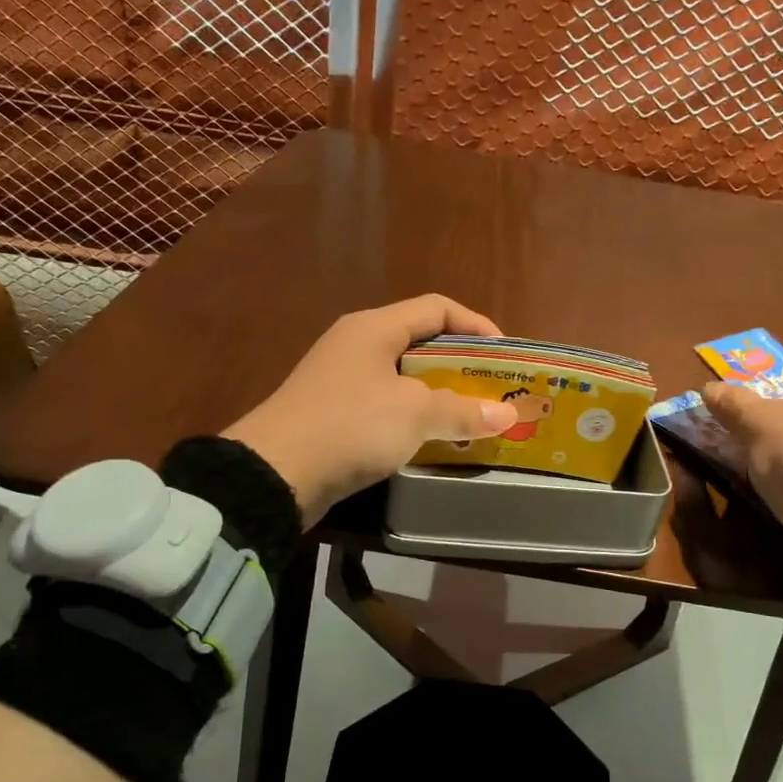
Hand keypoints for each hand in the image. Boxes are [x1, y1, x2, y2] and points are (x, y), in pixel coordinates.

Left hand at [224, 295, 519, 522]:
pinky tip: (433, 438)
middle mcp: (357, 344)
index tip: (505, 356)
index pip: (437, 308)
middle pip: (421, 342)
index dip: (476, 325)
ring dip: (440, 394)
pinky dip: (414, 416)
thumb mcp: (414, 414)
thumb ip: (463, 411)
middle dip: (462, 365)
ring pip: (405, 377)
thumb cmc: (352, 425)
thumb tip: (506, 416)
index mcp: (375, 327)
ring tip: (471, 416)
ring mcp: (342, 379)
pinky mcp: (335, 413)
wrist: (275, 474)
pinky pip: (387, 404)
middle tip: (493, 390)